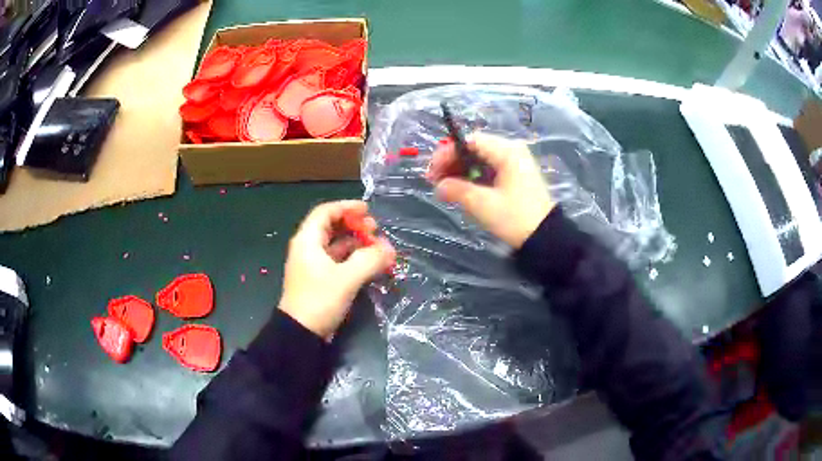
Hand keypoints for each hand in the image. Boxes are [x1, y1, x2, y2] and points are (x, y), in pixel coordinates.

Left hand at [278, 201, 395, 339]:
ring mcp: (313, 265)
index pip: (326, 212)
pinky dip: (354, 259)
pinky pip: (338, 261)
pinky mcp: (319, 280)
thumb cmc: (319, 300)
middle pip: (331, 227)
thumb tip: (389, 248)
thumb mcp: (347, 278)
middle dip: (354, 225)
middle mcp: (308, 249)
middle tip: (375, 230)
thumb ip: (370, 260)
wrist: (300, 334)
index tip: (367, 210)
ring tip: (378, 246)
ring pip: (336, 245)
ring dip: (356, 243)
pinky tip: (370, 264)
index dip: (346, 207)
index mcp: (307, 241)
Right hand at [427, 133, 553, 248]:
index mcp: (507, 151)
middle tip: (435, 181)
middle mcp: (512, 151)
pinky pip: (489, 169)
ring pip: (480, 159)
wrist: (545, 238)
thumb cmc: (515, 218)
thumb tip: (439, 186)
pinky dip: (474, 177)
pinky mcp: (515, 175)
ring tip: (446, 188)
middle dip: (452, 163)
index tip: (432, 171)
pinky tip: (463, 191)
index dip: (447, 153)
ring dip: (461, 171)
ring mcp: (515, 163)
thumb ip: (457, 190)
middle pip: (474, 148)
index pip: (470, 141)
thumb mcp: (482, 205)